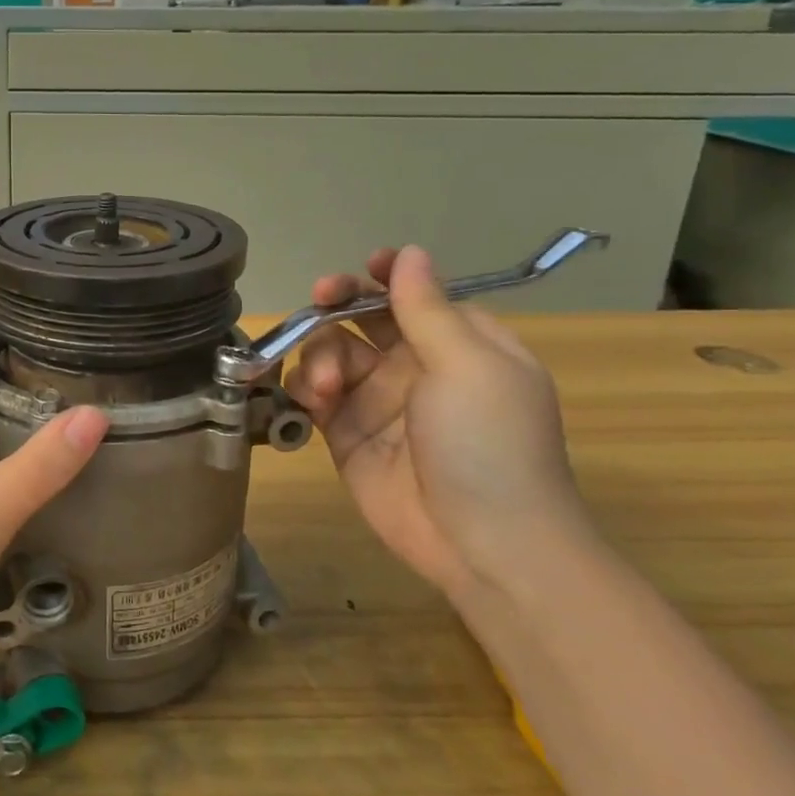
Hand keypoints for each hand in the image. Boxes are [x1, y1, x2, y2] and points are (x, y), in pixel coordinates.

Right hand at [283, 245, 593, 598]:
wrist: (482, 543)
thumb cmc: (488, 442)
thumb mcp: (467, 365)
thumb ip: (427, 308)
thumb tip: (409, 252)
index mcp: (459, 344)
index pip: (415, 295)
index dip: (385, 278)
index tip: (361, 270)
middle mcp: (416, 366)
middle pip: (363, 318)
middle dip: (338, 304)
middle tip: (319, 301)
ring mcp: (378, 401)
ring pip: (332, 353)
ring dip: (321, 356)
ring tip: (326, 388)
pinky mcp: (347, 434)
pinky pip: (315, 395)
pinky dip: (305, 389)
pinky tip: (312, 401)